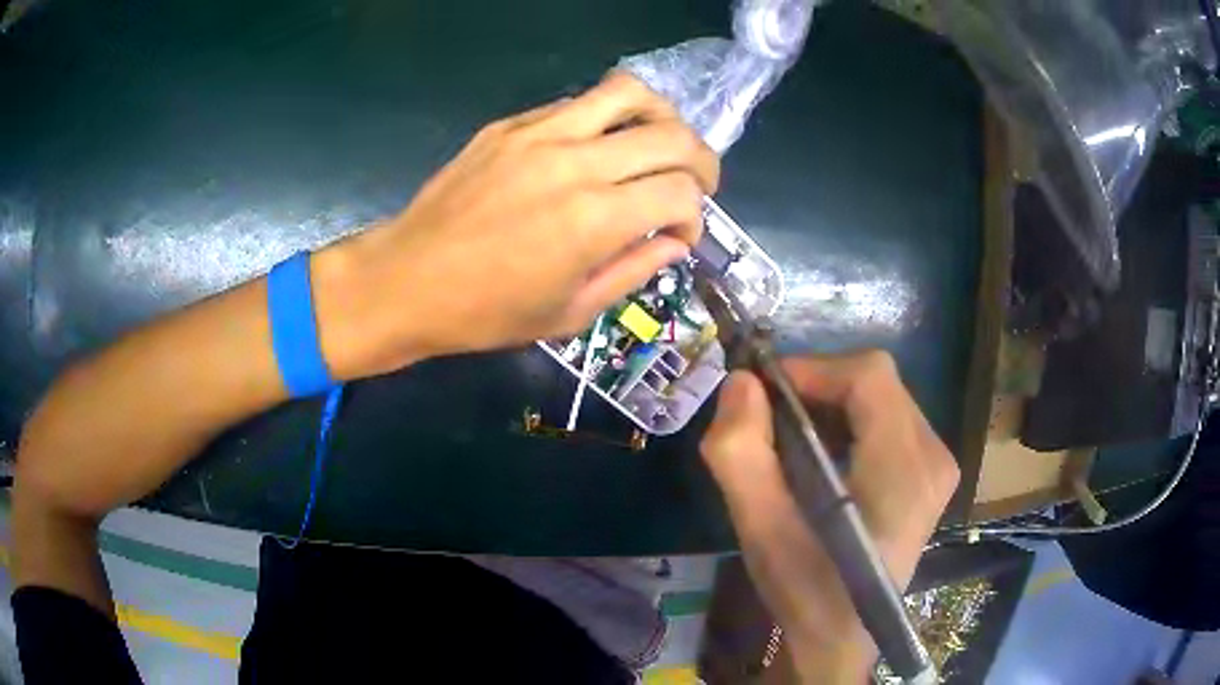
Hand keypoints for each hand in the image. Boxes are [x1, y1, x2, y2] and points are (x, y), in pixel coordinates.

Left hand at [311, 71, 718, 378]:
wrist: (406, 279)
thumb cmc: (486, 312)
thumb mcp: (570, 313)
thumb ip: (634, 270)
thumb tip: (675, 241)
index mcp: (594, 220)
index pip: (682, 191)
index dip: (696, 216)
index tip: (680, 236)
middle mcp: (576, 162)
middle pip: (672, 134)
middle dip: (701, 161)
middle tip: (695, 185)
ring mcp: (540, 134)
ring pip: (629, 94)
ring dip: (662, 117)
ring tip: (659, 145)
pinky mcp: (511, 124)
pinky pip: (578, 104)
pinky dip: (607, 120)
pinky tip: (597, 149)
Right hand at [700, 351, 958, 681]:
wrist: (843, 639)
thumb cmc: (805, 592)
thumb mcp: (761, 531)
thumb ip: (741, 454)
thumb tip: (740, 383)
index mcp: (904, 470)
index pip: (870, 377)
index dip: (814, 369)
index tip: (764, 394)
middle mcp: (934, 456)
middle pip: (877, 383)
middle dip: (818, 387)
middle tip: (770, 419)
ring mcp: (938, 464)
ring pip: (882, 398)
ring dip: (831, 404)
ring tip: (791, 438)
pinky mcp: (931, 474)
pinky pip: (889, 420)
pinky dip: (849, 422)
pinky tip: (822, 455)